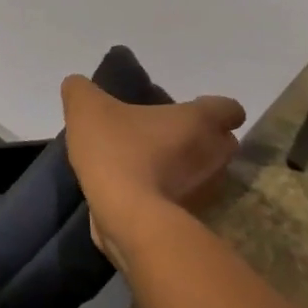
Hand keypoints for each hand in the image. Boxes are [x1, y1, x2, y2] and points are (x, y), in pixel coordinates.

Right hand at [60, 75, 245, 267]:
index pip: (229, 108)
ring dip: (184, 168)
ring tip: (148, 165)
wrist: (127, 218)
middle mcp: (214, 155)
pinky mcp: (192, 220)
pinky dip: (170, 195)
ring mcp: (207, 192)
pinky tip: (139, 192)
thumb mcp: (86, 108)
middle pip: (221, 141)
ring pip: (205, 173)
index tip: (184, 110)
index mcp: (199, 121)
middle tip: (161, 135)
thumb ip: (81, 90)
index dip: (210, 107)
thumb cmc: (117, 151)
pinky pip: (186, 199)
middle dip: (199, 138)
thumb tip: (78, 87)